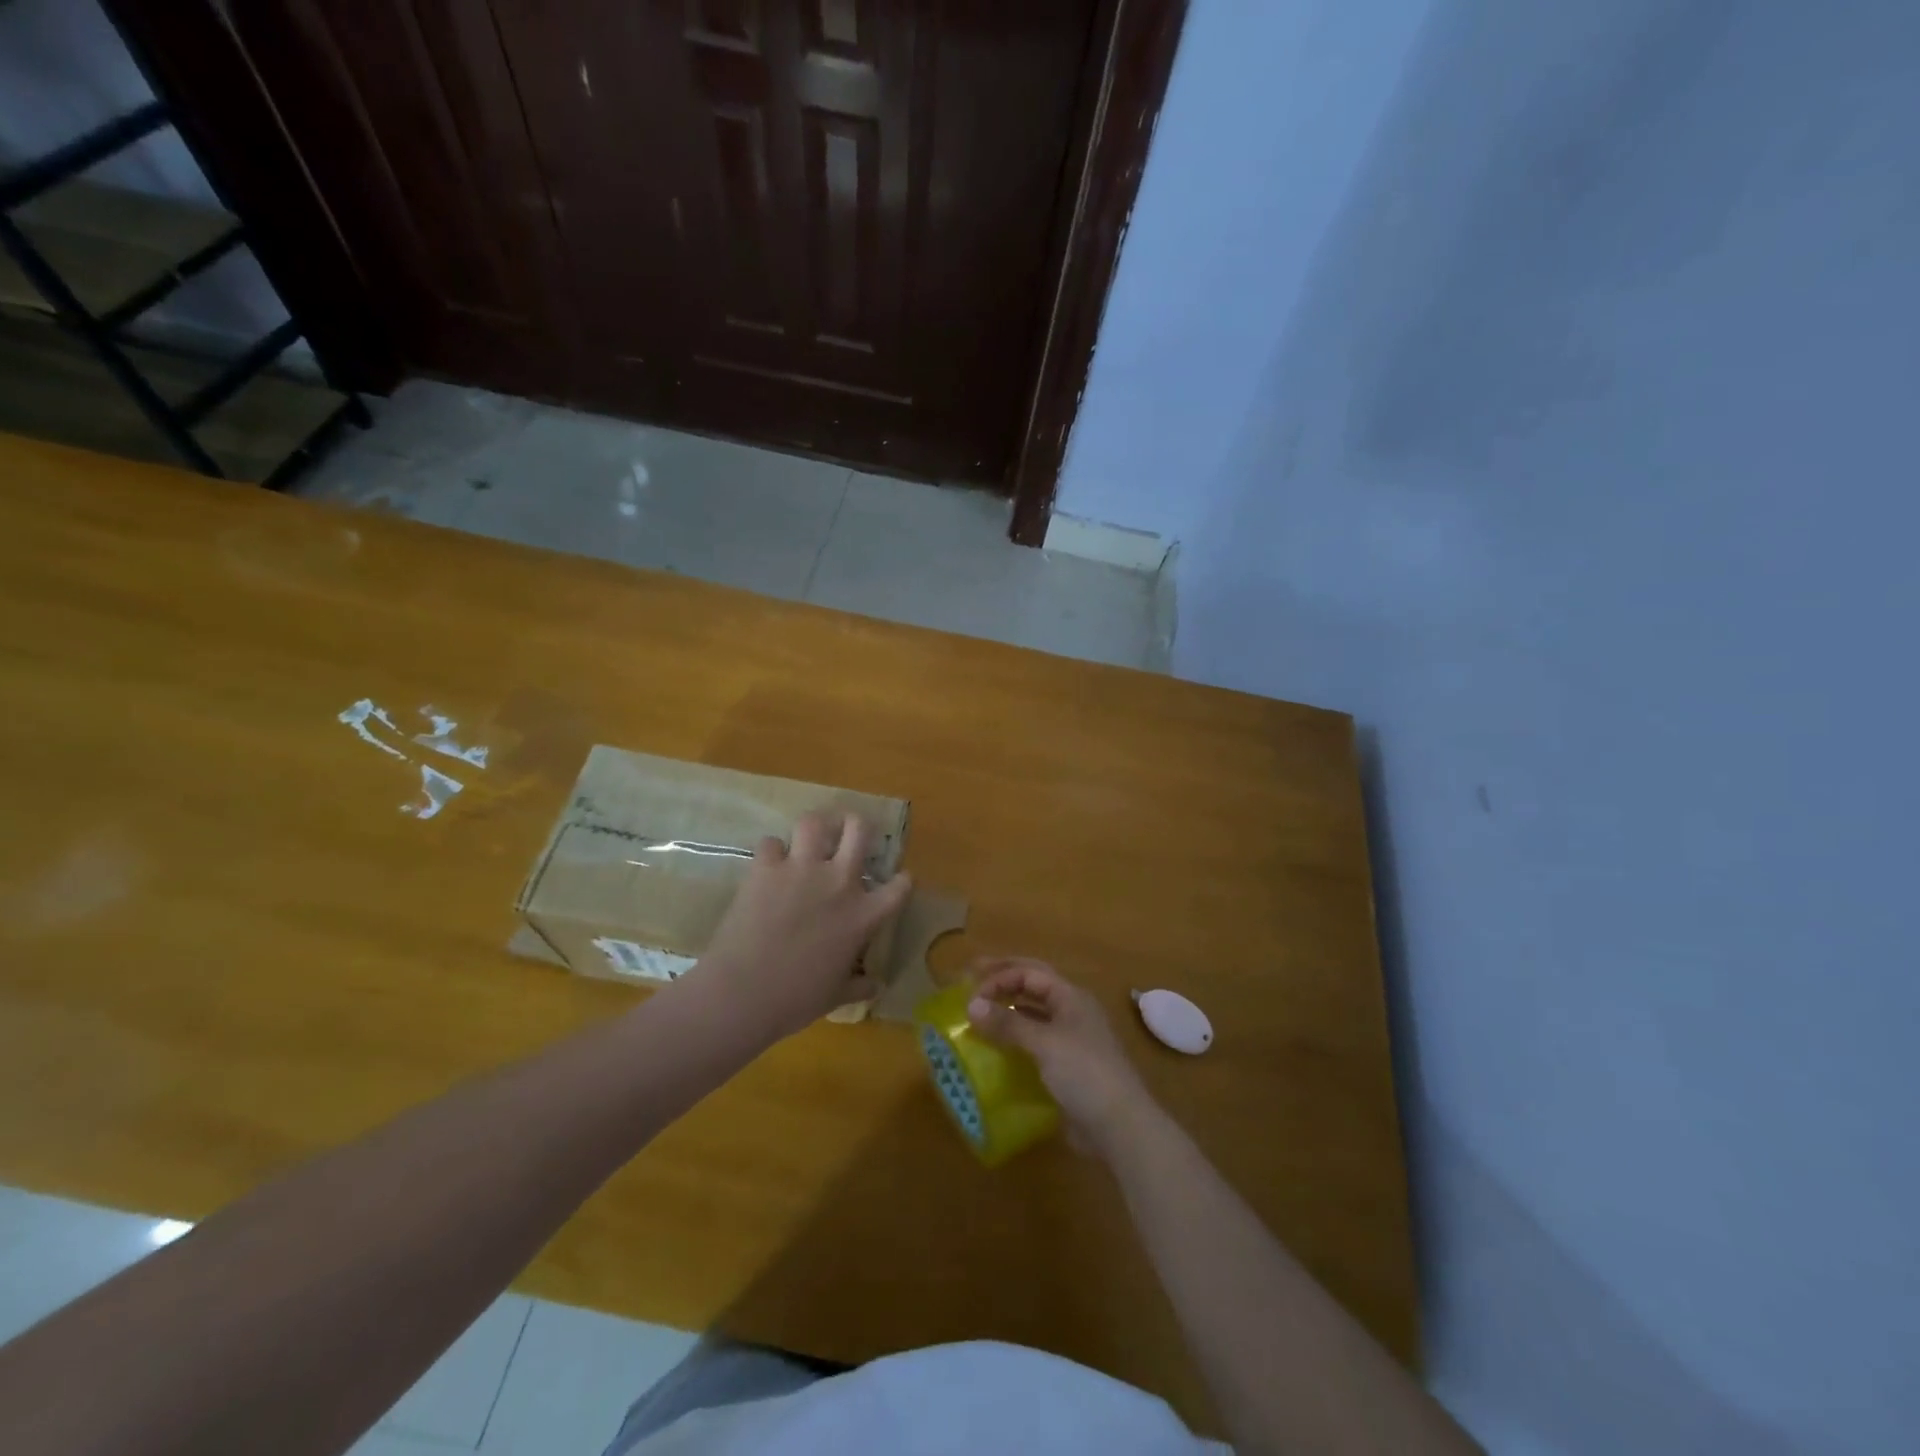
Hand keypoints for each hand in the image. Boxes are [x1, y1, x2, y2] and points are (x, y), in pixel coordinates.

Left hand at [686, 811, 912, 1045]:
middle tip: (850, 833)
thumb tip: (875, 987)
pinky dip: (771, 851)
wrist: (744, 992)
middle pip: (859, 830)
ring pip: (814, 822)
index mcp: (863, 915)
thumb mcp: (836, 996)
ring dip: (814, 828)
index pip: (899, 887)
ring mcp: (801, 869)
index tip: (899, 880)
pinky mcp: (765, 868)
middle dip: (858, 825)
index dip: (902, 880)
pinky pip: (770, 843)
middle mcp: (838, 882)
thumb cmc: (797, 999)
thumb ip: (859, 986)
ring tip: (810, 837)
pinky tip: (768, 863)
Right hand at [965, 958, 1155, 1157]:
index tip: (972, 992)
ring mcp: (1071, 1039)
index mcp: (1071, 996)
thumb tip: (971, 1006)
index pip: (1030, 972)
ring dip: (1009, 1009)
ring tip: (981, 1013)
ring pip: (1034, 1014)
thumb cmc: (1084, 1073)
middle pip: (1033, 986)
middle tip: (972, 978)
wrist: (1119, 1125)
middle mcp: (1071, 1011)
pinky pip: (1035, 1042)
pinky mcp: (1067, 1066)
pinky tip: (998, 1048)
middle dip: (1004, 980)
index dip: (1000, 976)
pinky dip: (1015, 1038)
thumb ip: (1008, 1023)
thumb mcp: (1043, 1043)